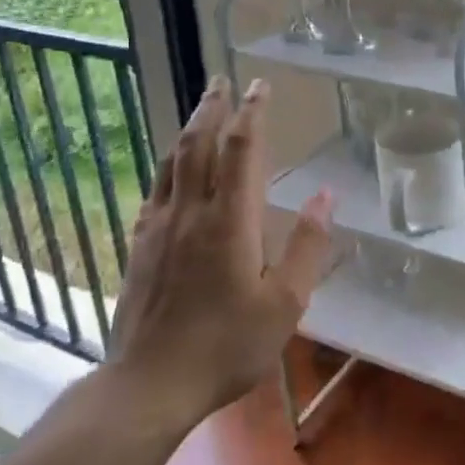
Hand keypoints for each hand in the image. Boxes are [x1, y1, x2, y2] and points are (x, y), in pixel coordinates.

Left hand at [108, 76, 333, 427]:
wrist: (150, 383)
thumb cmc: (227, 345)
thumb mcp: (284, 303)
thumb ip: (307, 245)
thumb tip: (325, 195)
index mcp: (230, 220)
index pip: (240, 149)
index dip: (252, 113)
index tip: (260, 86)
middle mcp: (191, 211)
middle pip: (199, 144)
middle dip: (213, 107)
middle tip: (222, 80)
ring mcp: (159, 226)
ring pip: (172, 162)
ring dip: (189, 129)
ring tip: (200, 109)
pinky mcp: (139, 245)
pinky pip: (155, 190)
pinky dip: (168, 166)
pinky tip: (172, 169)